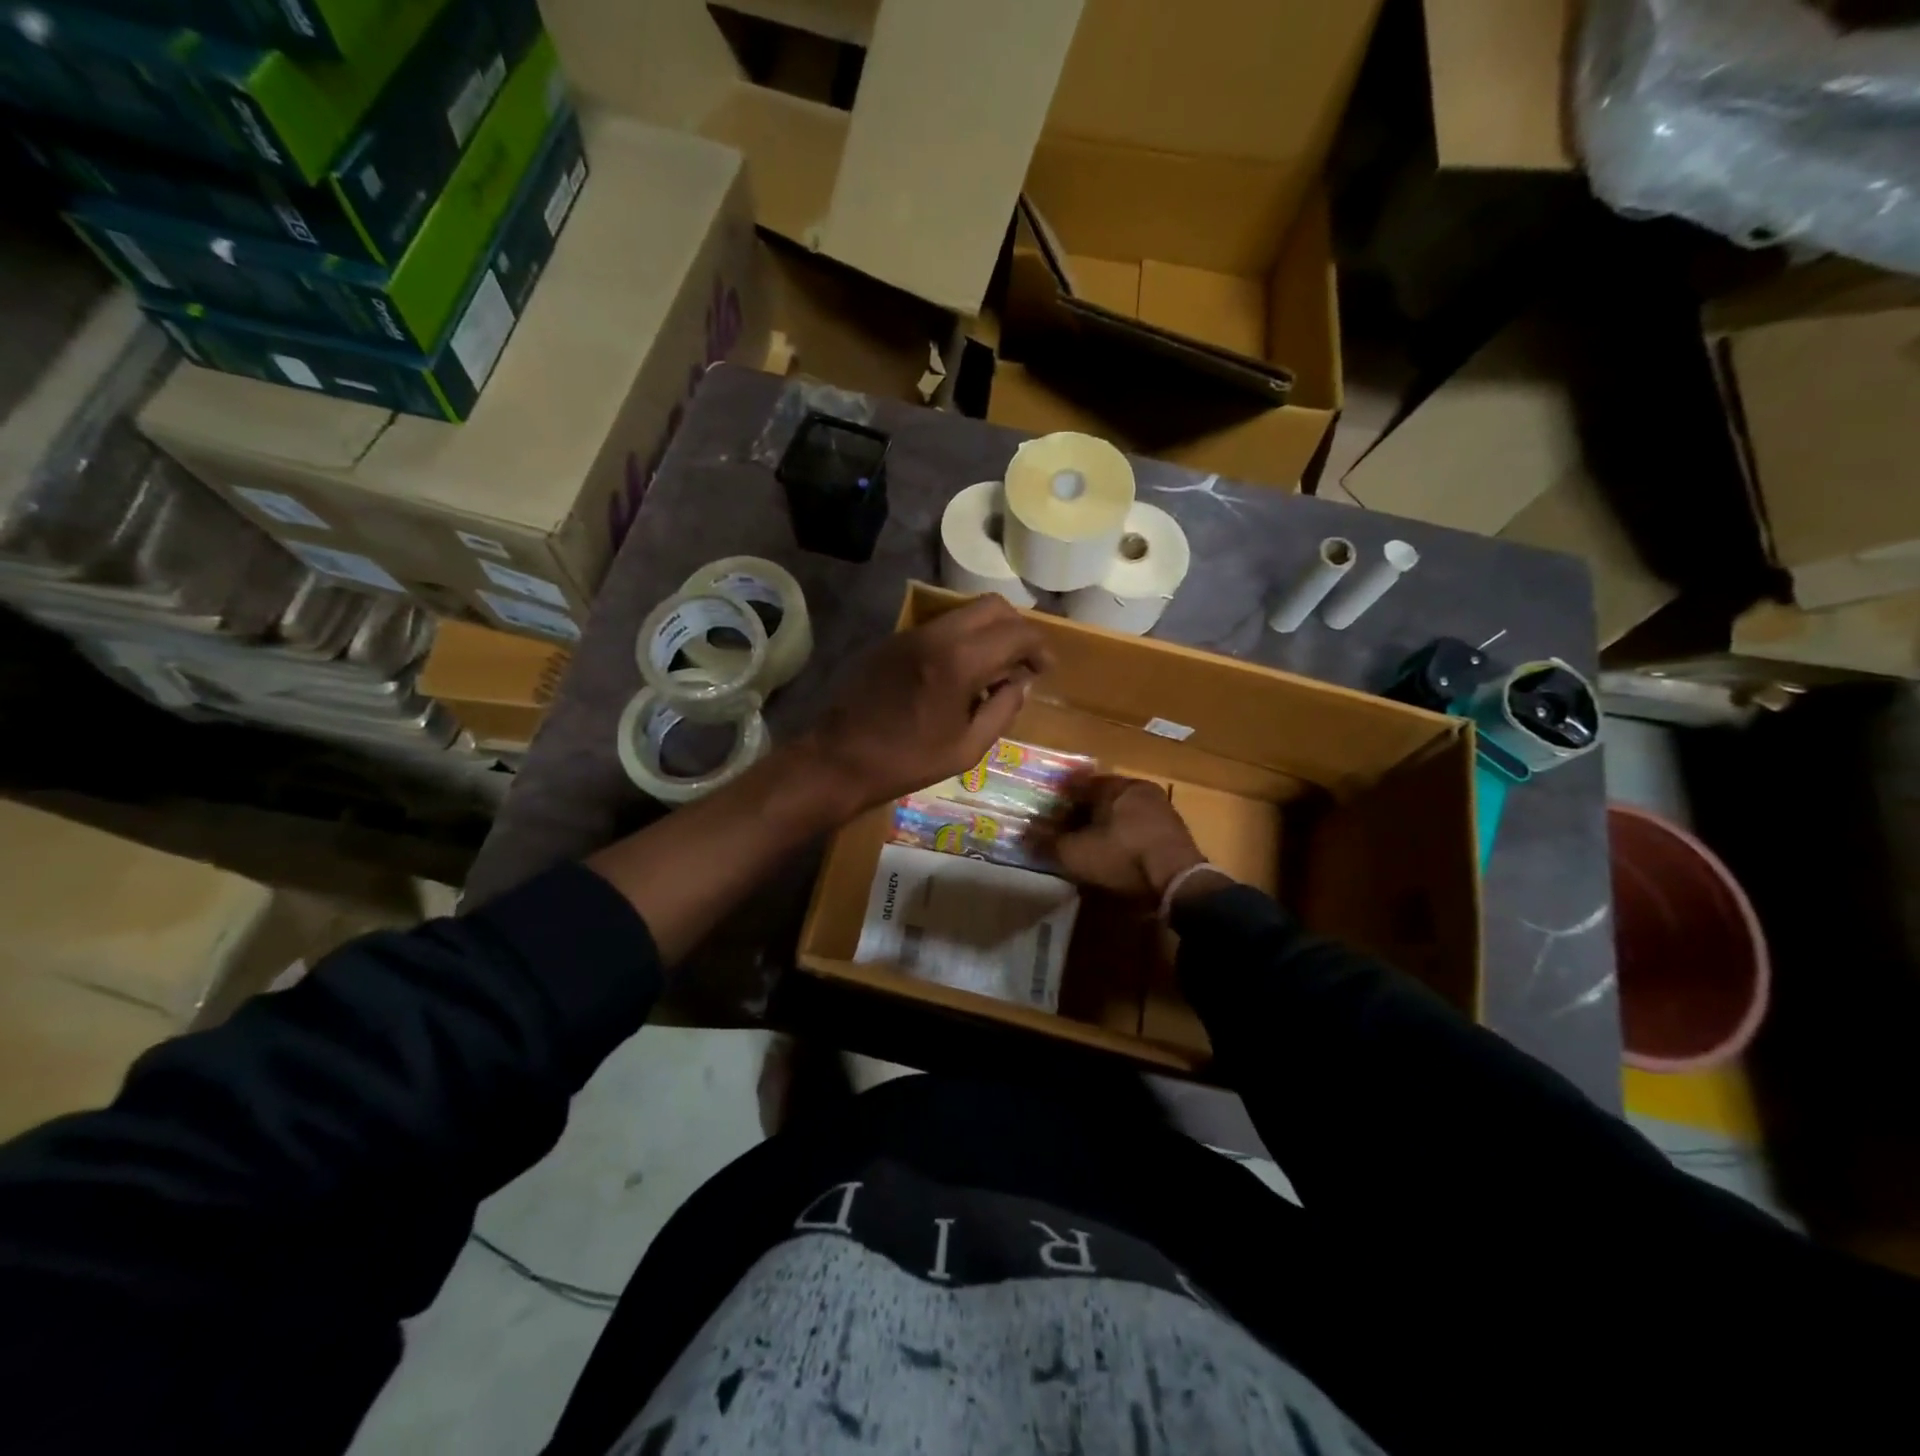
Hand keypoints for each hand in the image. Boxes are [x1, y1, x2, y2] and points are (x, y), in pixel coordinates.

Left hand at [797, 594, 1051, 818]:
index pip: (1016, 632)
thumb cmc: (906, 762)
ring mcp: (910, 634)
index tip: (1043, 670)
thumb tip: (1021, 683)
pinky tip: (957, 677)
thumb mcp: (967, 748)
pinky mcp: (892, 641)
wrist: (838, 759)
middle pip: (992, 606)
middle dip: (1016, 629)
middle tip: (1021, 664)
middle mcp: (936, 634)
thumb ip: (1003, 709)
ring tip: (991, 673)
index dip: (1039, 648)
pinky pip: (939, 628)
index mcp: (959, 661)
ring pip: (964, 613)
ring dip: (987, 633)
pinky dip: (960, 640)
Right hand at [1053, 776, 1226, 904]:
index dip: (1060, 800)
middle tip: (1067, 831)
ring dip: (1106, 826)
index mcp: (1115, 786)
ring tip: (1090, 846)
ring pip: (1123, 813)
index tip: (1048, 814)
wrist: (1178, 881)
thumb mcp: (1076, 853)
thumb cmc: (1122, 856)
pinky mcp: (1175, 832)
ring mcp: (1161, 809)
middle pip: (1102, 798)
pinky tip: (1117, 855)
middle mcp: (1139, 789)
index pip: (1079, 784)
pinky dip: (1125, 838)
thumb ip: (1048, 844)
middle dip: (1083, 813)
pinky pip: (1140, 829)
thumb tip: (1023, 838)